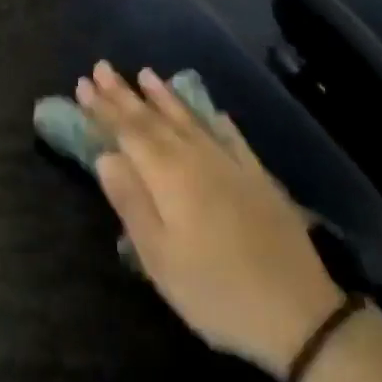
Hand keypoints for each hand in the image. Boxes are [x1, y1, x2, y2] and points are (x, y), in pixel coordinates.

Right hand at [75, 61, 343, 375]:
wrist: (299, 314)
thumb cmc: (215, 291)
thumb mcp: (160, 258)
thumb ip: (131, 202)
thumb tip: (106, 156)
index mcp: (169, 176)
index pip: (128, 132)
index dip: (104, 108)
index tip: (82, 84)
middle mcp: (197, 158)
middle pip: (154, 119)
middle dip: (125, 94)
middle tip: (101, 68)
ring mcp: (231, 165)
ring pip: (190, 120)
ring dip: (164, 97)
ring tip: (146, 73)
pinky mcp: (258, 178)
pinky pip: (230, 137)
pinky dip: (214, 120)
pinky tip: (211, 111)